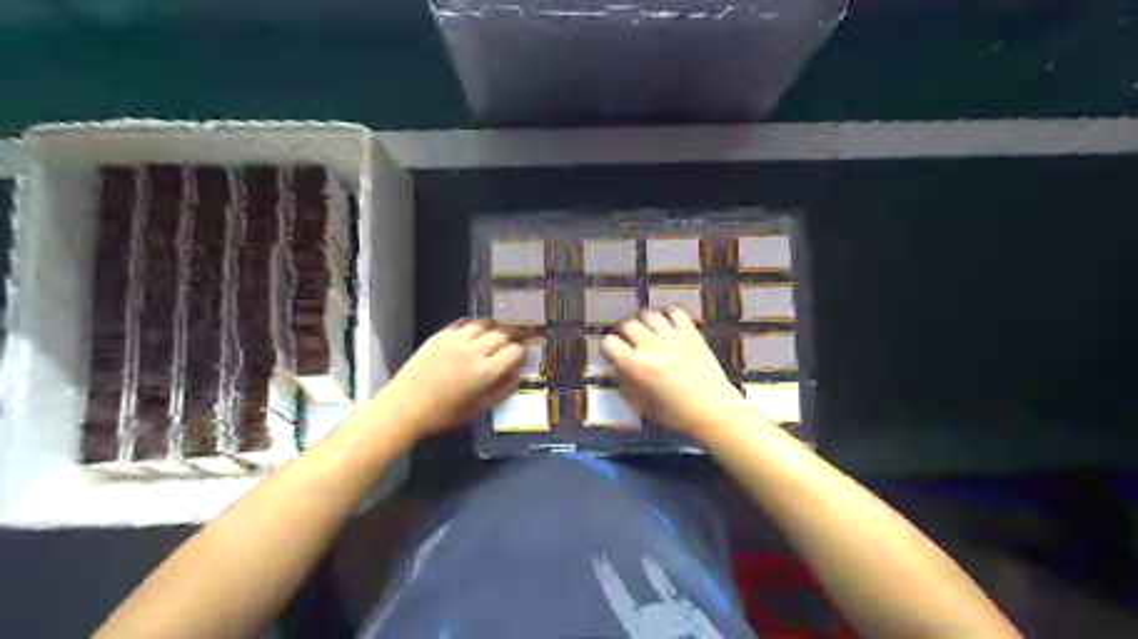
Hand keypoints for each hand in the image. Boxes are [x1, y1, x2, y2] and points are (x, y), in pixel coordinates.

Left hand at [377, 316, 527, 442]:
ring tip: (498, 332)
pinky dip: (474, 324)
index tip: (521, 357)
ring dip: (495, 326)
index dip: (522, 353)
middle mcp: (474, 351)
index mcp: (485, 372)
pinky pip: (464, 322)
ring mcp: (456, 340)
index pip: (515, 351)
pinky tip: (475, 330)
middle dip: (514, 335)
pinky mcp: (440, 335)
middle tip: (518, 338)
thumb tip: (517, 375)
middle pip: (503, 333)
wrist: (404, 407)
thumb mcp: (478, 409)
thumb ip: (501, 391)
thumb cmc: (443, 414)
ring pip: (484, 323)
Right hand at [598, 306, 753, 437]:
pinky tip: (665, 321)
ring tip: (644, 328)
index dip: (607, 347)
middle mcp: (650, 346)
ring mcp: (672, 336)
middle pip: (627, 324)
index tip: (612, 352)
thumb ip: (625, 383)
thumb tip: (617, 366)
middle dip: (621, 331)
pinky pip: (674, 311)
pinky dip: (666, 313)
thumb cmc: (675, 413)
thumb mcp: (641, 405)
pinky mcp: (690, 332)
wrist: (712, 410)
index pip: (609, 342)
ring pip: (648, 314)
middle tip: (626, 338)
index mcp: (635, 366)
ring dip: (642, 320)